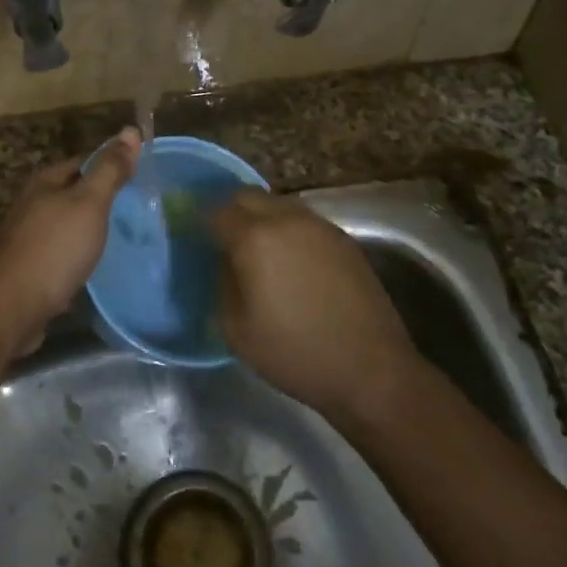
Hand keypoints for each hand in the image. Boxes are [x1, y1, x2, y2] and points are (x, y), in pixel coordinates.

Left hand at [0, 127, 140, 353]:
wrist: (10, 310)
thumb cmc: (54, 249)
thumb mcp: (89, 203)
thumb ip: (110, 169)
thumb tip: (130, 130)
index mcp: (45, 182)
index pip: (85, 161)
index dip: (113, 164)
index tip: (142, 176)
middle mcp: (33, 204)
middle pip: (76, 192)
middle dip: (104, 199)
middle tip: (141, 210)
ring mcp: (29, 237)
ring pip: (69, 224)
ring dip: (93, 229)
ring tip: (126, 238)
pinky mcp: (30, 268)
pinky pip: (63, 252)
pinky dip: (81, 255)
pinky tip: (98, 266)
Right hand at [211, 190, 416, 421]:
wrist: (371, 369)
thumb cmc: (295, 353)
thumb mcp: (236, 329)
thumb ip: (222, 284)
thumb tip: (225, 262)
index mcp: (255, 238)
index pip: (217, 212)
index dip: (202, 223)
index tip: (196, 238)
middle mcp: (287, 219)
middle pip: (248, 197)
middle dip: (231, 212)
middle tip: (224, 241)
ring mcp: (319, 226)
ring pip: (278, 205)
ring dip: (261, 218)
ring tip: (259, 251)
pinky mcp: (344, 239)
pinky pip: (304, 221)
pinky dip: (288, 231)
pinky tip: (291, 262)